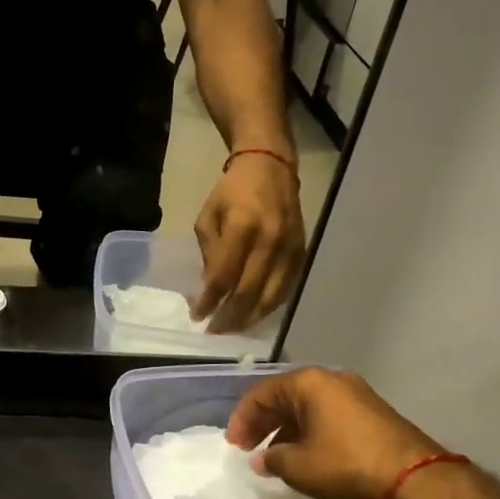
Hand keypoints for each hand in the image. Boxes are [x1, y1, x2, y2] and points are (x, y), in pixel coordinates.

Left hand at [192, 152, 304, 333]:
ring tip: (232, 328)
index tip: (197, 316)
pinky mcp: (302, 253)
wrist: (271, 167)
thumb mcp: (209, 217)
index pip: (224, 276)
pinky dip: (269, 306)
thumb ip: (211, 253)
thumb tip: (211, 290)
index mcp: (242, 226)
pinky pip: (286, 289)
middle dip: (229, 317)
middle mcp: (270, 240)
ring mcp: (289, 248)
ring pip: (271, 296)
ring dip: (250, 317)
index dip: (210, 301)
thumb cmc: (232, 192)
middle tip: (214, 331)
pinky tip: (254, 314)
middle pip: (249, 292)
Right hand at [226, 367, 446, 498]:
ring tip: (276, 456)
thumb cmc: (347, 464)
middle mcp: (331, 379)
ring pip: (308, 407)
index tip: (234, 446)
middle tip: (249, 449)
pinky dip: (310, 431)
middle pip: (285, 396)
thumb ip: (273, 459)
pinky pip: (328, 415)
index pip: (261, 393)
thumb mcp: (299, 466)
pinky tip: (306, 455)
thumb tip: (263, 458)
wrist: (415, 478)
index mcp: (309, 382)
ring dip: (287, 429)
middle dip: (264, 423)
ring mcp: (356, 394)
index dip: (242, 419)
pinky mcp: (372, 412)